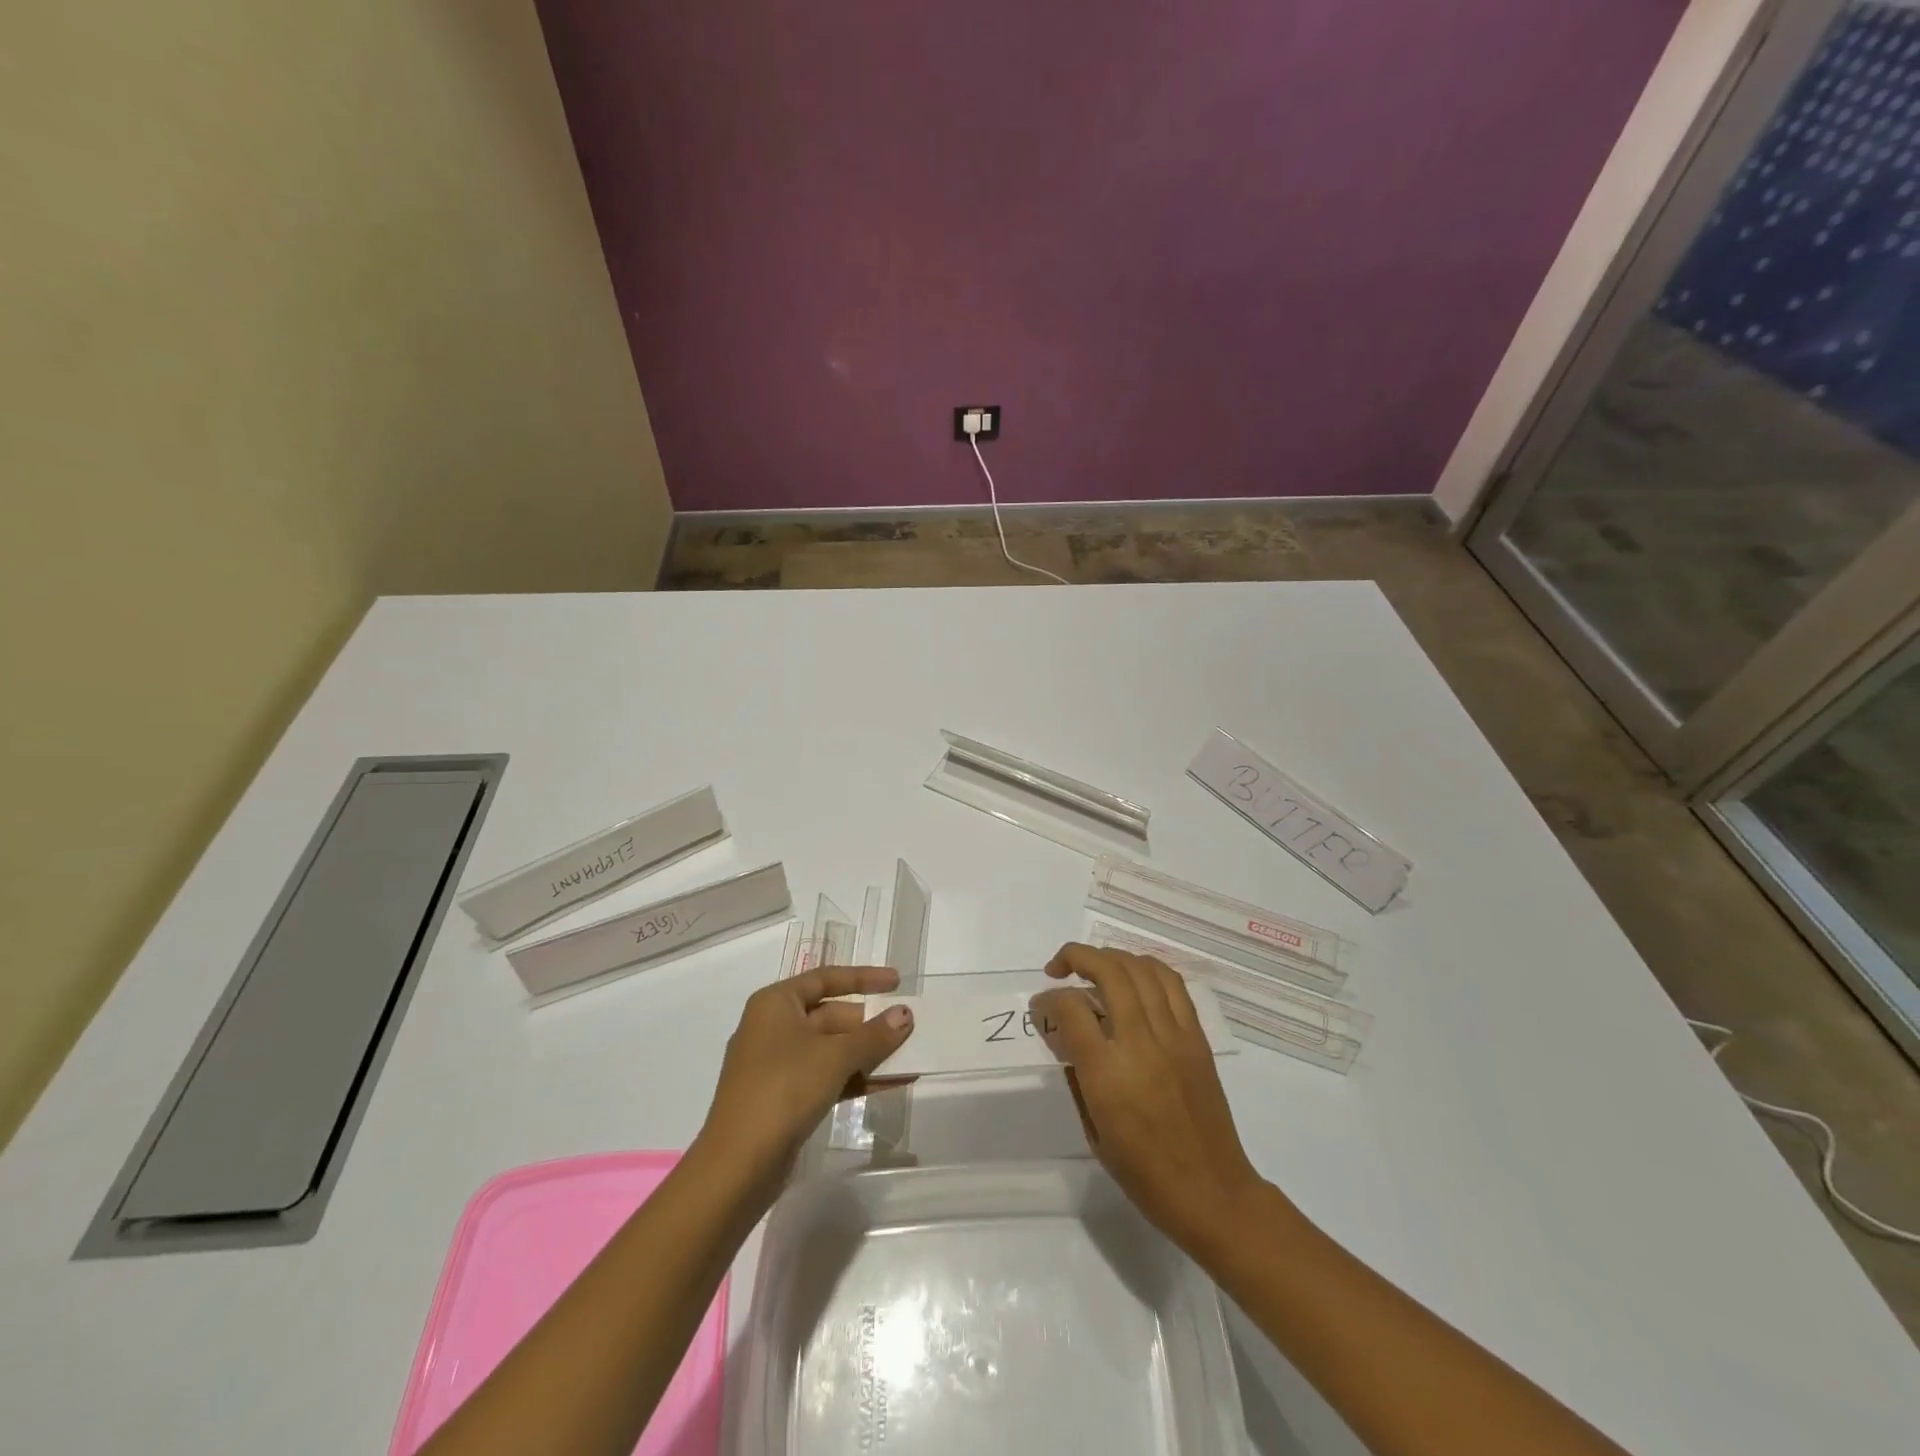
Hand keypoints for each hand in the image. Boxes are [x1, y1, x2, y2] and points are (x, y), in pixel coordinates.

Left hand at [693, 966, 913, 1197]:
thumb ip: (874, 1034)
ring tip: (909, 1057)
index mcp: (776, 1003)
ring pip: (831, 1049)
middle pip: (831, 1015)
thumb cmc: (784, 1089)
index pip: (826, 979)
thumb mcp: (835, 1057)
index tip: (897, 982)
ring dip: (868, 1053)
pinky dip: (855, 1078)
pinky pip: (826, 1076)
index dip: (864, 977)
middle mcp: (773, 1027)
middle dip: (870, 1023)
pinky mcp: (783, 1098)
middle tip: (909, 1028)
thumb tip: (905, 1014)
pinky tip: (890, 1084)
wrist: (737, 1166)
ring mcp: (776, 1065)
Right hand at [1033, 943, 1264, 1251]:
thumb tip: (1064, 1033)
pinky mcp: (1197, 1037)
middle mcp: (1141, 1043)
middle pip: (1108, 971)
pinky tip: (1132, 975)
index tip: (1040, 1006)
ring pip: (1141, 969)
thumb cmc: (1144, 1173)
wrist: (1212, 1193)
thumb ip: (1076, 1073)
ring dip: (1110, 957)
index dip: (1048, 998)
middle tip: (1059, 968)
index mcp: (1108, 1073)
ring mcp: (1174, 1036)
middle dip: (1076, 957)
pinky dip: (1146, 968)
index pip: (1071, 1008)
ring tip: (1093, 967)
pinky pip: (1172, 984)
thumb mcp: (1093, 1129)